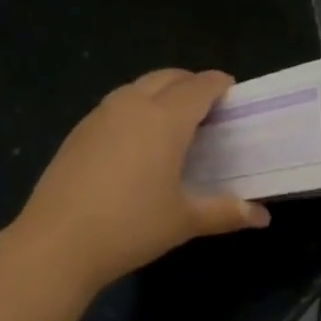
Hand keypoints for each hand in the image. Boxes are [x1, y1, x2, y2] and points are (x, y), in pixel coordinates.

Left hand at [11, 69, 269, 294]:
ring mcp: (99, 116)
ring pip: (137, 88)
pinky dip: (134, 110)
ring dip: (159, 94)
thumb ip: (226, 212)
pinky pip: (114, 107)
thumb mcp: (184, 220)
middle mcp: (132, 105)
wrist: (58, 243)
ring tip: (172, 122)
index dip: (219, 85)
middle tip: (207, 107)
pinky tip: (135, 143)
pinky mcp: (77, 132)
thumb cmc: (131, 227)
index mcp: (165, 119)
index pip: (199, 87)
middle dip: (191, 84)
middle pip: (167, 78)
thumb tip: (263, 217)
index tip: (232, 93)